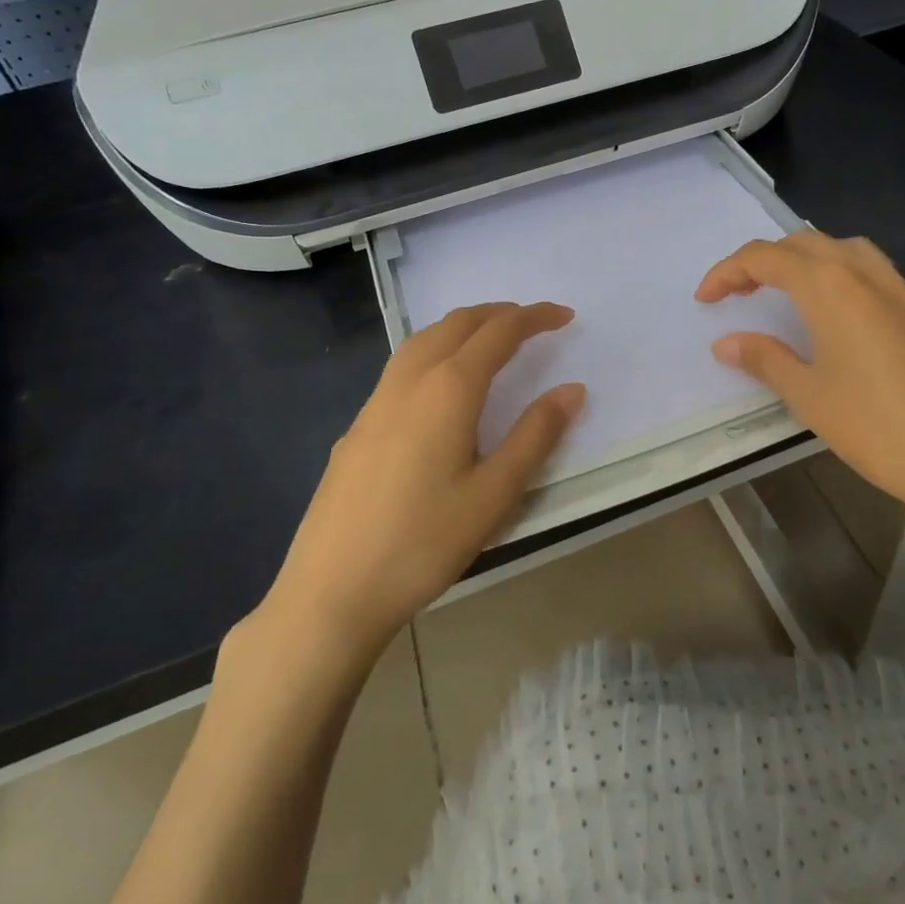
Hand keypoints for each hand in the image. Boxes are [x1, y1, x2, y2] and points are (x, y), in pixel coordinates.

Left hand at [247, 302, 584, 666]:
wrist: (332, 590)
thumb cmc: (424, 542)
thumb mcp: (495, 494)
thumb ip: (536, 435)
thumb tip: (572, 389)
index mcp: (448, 389)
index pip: (498, 333)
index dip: (534, 318)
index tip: (565, 316)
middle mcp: (409, 382)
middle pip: (456, 324)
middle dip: (498, 313)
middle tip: (532, 322)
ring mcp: (375, 403)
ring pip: (422, 340)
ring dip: (461, 328)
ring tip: (489, 341)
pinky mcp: (356, 427)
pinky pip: (401, 367)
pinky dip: (433, 351)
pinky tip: (439, 388)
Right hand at [697, 232, 904, 544]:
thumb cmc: (878, 426)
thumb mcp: (809, 395)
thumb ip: (765, 359)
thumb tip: (725, 343)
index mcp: (830, 286)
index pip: (765, 257)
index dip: (727, 272)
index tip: (705, 299)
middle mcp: (865, 273)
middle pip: (803, 244)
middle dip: (762, 261)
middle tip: (737, 294)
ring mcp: (900, 289)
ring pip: (842, 249)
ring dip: (804, 260)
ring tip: (784, 292)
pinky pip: (870, 270)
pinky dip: (837, 274)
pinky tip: (836, 313)